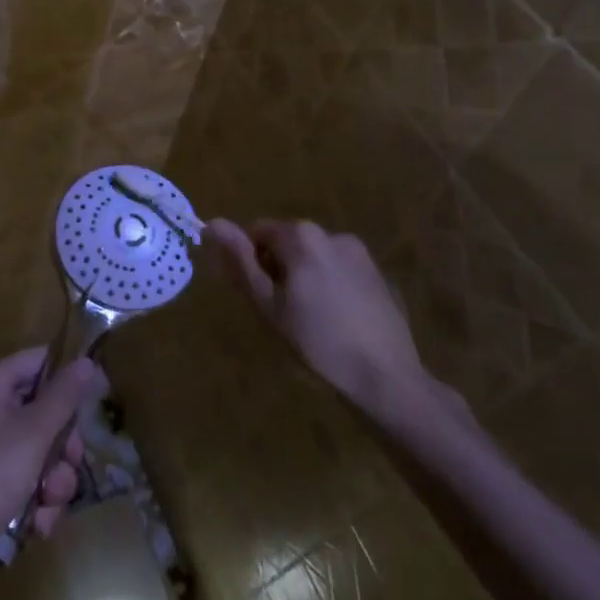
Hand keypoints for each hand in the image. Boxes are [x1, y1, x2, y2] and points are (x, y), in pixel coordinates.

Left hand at [0, 348, 107, 599]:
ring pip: (40, 455)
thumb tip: (86, 360)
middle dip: (63, 446)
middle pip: (43, 413)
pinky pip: (25, 486)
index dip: (67, 377)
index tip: (96, 397)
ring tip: (47, 503)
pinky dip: (36, 505)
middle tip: (71, 462)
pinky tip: (36, 525)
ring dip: (54, 483)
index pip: (38, 362)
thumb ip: (63, 396)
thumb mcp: (34, 432)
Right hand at [210, 218, 449, 421]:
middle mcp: (332, 233)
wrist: (385, 377)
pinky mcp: (378, 274)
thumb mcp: (269, 305)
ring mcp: (359, 253)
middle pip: (288, 241)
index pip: (258, 232)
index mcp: (302, 237)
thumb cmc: (317, 342)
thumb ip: (241, 261)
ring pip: (314, 256)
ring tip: (310, 319)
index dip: (250, 261)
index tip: (259, 296)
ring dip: (303, 277)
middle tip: (281, 312)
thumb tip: (213, 223)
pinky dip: (329, 286)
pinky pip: (338, 270)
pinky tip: (336, 320)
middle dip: (278, 268)